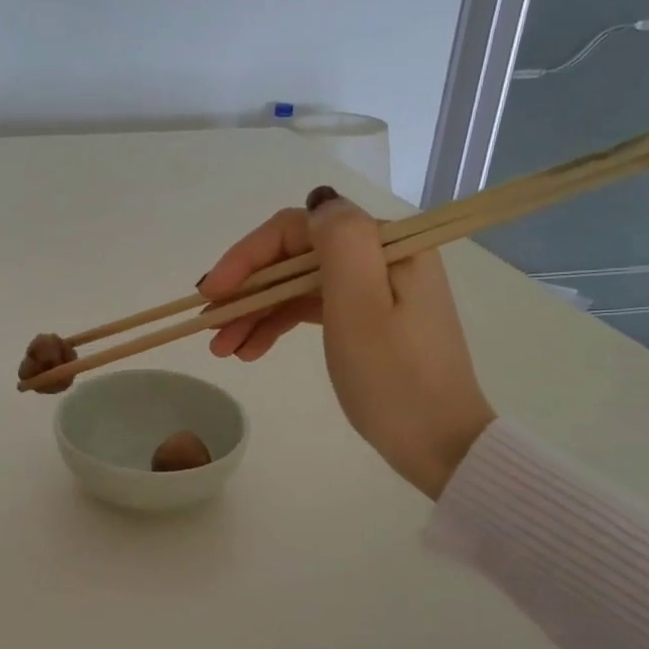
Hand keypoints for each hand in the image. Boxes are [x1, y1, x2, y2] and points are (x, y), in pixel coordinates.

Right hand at [198, 189, 494, 498]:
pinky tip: (250, 350)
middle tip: (208, 326)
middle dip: (246, 289)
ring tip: (222, 348)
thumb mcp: (361, 307)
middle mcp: (379, 258)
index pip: (297, 229)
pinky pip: (311, 308)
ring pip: (296, 285)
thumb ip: (339, 243)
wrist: (440, 446)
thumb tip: (318, 203)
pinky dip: (278, 325)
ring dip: (255, 312)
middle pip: (293, 257)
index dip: (247, 255)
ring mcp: (373, 290)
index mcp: (383, 246)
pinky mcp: (367, 319)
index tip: (211, 293)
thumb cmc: (394, 378)